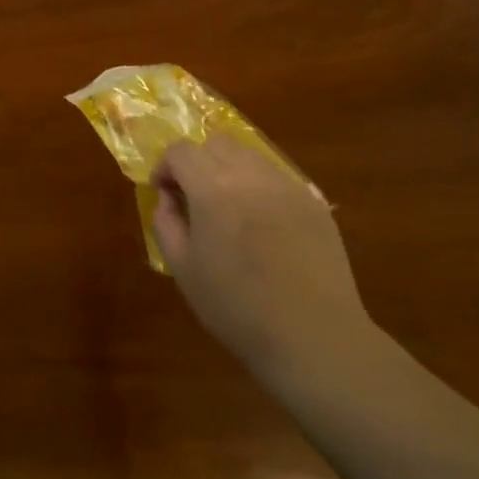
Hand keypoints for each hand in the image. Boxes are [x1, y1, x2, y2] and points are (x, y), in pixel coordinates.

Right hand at [151, 137, 371, 379]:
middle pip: (217, 143)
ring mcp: (288, 186)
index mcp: (213, 188)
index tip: (164, 193)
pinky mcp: (315, 202)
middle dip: (197, 162)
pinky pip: (278, 178)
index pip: (181, 151)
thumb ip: (166, 223)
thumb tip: (168, 198)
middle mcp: (251, 175)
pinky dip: (259, 187)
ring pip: (250, 156)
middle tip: (193, 197)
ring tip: (229, 209)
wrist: (313, 335)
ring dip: (229, 170)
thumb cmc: (236, 307)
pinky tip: (262, 225)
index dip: (165, 167)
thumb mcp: (183, 269)